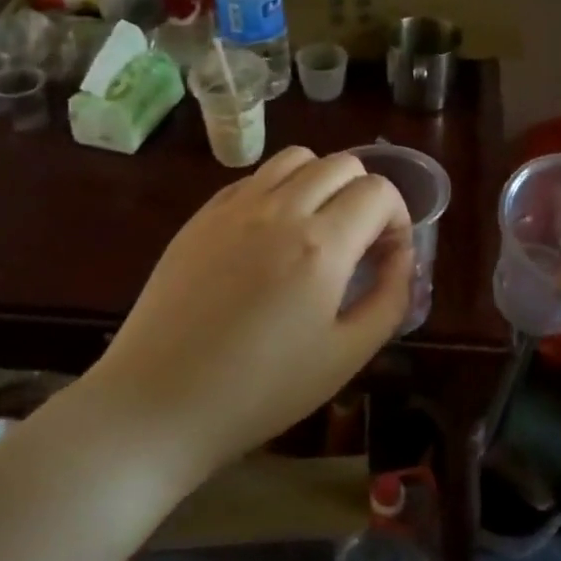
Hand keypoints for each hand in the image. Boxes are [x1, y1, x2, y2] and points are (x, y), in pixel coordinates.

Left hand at [90, 146, 412, 475]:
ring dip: (322, 182)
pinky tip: (271, 236)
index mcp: (321, 245)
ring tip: (317, 229)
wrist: (159, 401)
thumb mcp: (346, 356)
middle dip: (365, 196)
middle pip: (342, 164)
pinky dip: (279, 191)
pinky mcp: (202, 215)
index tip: (388, 257)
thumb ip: (389, 299)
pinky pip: (254, 178)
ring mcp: (234, 206)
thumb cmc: (261, 390)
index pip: (379, 192)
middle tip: (359, 243)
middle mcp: (280, 209)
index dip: (398, 219)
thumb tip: (402, 260)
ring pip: (296, 159)